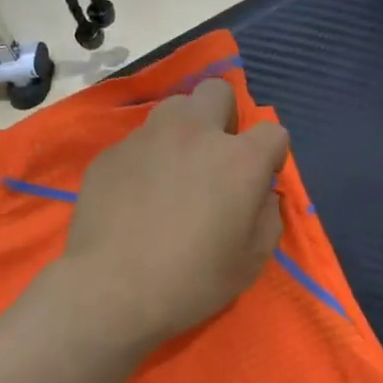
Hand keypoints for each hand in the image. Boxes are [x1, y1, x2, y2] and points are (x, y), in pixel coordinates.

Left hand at [61, 78, 289, 349]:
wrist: (111, 290)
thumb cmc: (191, 281)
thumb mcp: (251, 262)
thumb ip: (268, 217)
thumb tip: (262, 194)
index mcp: (239, 159)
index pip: (273, 131)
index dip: (271, 156)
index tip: (259, 181)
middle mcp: (193, 133)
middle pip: (218, 92)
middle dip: (224, 117)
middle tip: (216, 159)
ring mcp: (146, 138)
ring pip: (173, 109)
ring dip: (183, 131)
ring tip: (173, 172)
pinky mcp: (110, 153)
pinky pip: (137, 142)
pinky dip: (145, 159)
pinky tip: (136, 196)